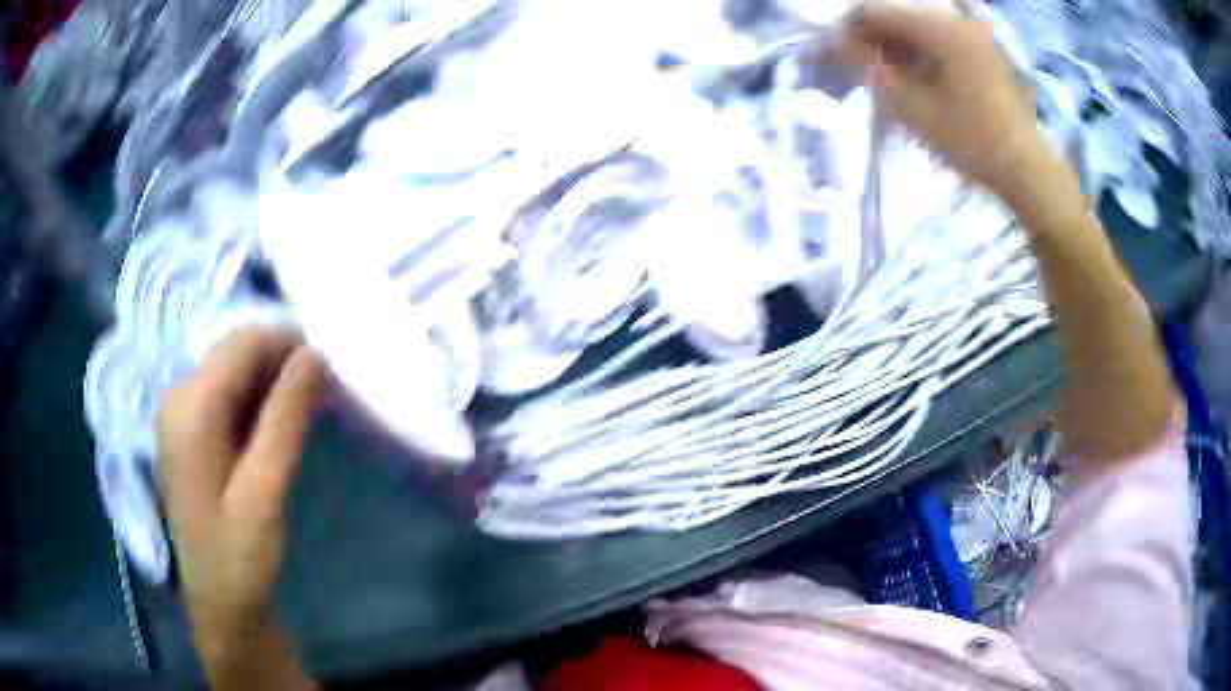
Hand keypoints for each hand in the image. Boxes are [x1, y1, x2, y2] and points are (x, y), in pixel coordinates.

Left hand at [157, 328, 323, 687]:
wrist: (218, 601)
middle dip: (281, 361)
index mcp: (189, 408)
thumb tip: (314, 354)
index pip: (241, 344)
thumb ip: (285, 418)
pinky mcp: (188, 432)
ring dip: (272, 381)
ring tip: (312, 405)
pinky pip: (225, 396)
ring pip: (231, 373)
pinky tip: (281, 422)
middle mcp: (177, 397)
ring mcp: (179, 414)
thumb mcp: (265, 490)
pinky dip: (257, 400)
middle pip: (234, 353)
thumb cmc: (239, 554)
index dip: (288, 341)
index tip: (332, 362)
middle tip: (327, 388)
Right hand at [842, 4, 1043, 195]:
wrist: (1028, 171)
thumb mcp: (914, 108)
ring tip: (885, 80)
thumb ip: (869, 69)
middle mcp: (955, 20)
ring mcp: (971, 34)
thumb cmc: (973, 143)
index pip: (874, 11)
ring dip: (893, 48)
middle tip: (859, 71)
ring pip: (915, 28)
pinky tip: (912, 80)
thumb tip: (831, 44)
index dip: (847, 30)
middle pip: (896, 16)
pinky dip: (917, 55)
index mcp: (939, 28)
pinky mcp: (979, 50)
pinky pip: (935, 40)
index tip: (833, 55)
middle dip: (871, 39)